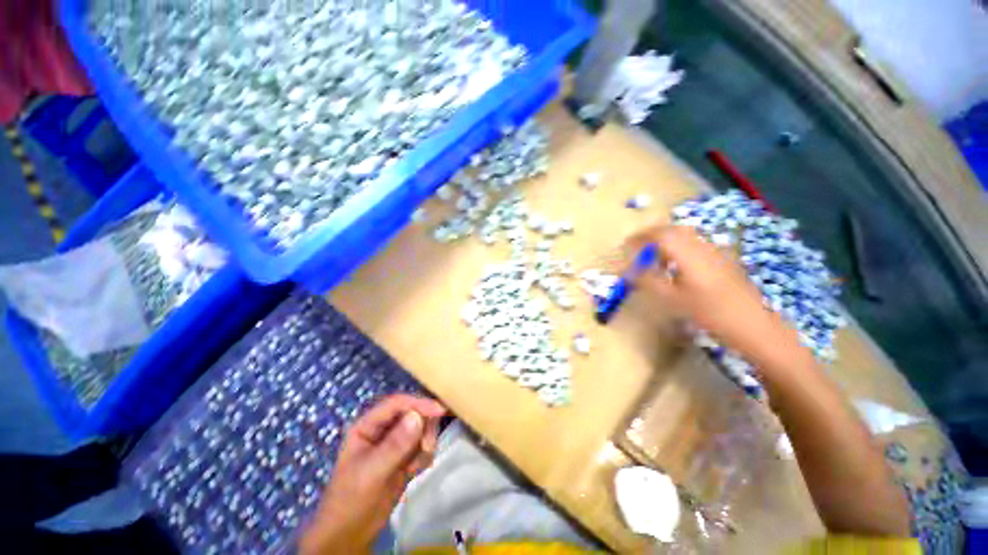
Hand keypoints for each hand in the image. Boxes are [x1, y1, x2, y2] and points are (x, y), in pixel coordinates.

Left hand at [299, 394, 446, 554]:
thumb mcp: (371, 473)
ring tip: (414, 466)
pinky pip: (424, 444)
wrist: (351, 534)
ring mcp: (396, 441)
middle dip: (424, 427)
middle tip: (426, 447)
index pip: (397, 404)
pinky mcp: (406, 455)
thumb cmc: (351, 500)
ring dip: (425, 444)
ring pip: (422, 427)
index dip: (418, 403)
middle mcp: (383, 428)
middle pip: (413, 412)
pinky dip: (424, 456)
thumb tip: (418, 417)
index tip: (440, 410)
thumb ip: (395, 445)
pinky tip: (413, 472)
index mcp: (368, 424)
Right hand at [625, 225, 794, 358]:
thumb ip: (649, 280)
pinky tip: (675, 265)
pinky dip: (678, 247)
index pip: (660, 234)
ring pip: (685, 235)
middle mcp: (702, 246)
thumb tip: (630, 269)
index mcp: (689, 253)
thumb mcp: (672, 299)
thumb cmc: (709, 313)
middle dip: (651, 236)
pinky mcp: (722, 258)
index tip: (626, 246)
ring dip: (665, 241)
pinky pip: (694, 244)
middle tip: (636, 248)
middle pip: (673, 230)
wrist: (752, 324)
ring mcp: (715, 251)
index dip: (640, 237)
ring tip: (652, 258)